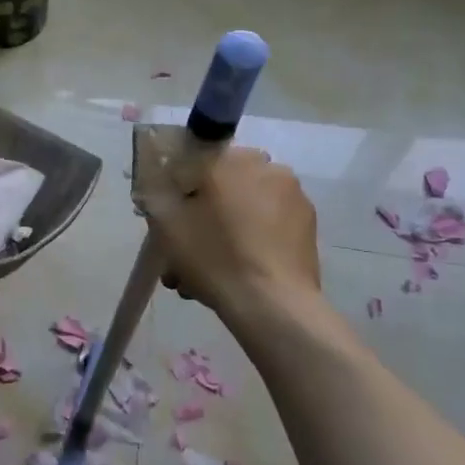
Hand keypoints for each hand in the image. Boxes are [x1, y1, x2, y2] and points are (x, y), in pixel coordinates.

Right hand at [142, 146, 321, 329]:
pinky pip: (268, 224)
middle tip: (187, 246)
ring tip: (210, 268)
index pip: (194, 161)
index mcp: (232, 159)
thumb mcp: (166, 223)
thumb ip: (156, 193)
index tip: (170, 216)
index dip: (177, 188)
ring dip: (226, 228)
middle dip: (203, 212)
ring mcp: (293, 196)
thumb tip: (161, 184)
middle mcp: (267, 167)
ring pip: (246, 207)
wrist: (272, 305)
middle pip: (223, 185)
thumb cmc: (215, 256)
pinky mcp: (308, 225)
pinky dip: (251, 239)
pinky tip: (238, 270)